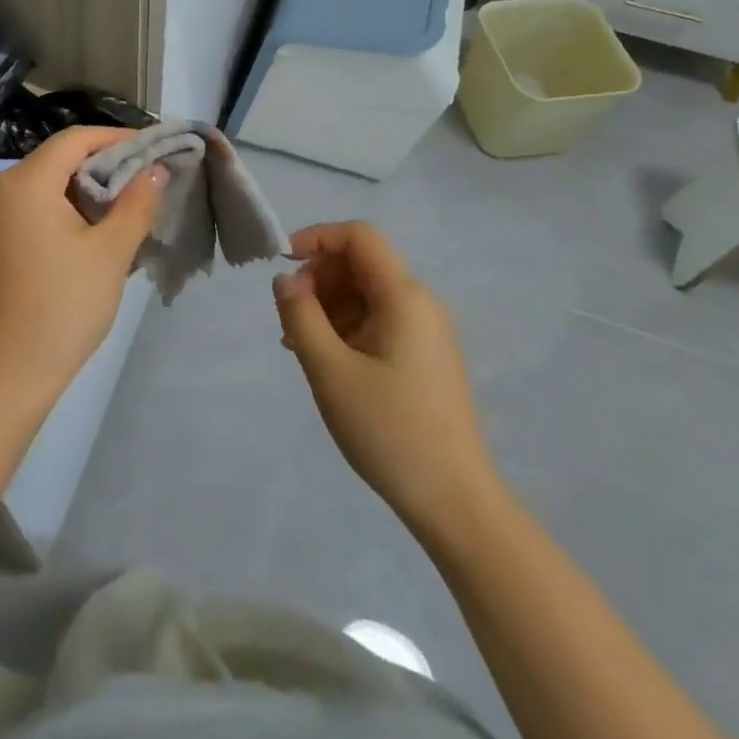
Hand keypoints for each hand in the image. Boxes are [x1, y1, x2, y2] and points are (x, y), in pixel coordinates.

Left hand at [0, 127, 165, 409]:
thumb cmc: (64, 305)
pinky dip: (65, 208)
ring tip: (127, 203)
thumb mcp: (111, 251)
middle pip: (59, 159)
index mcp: (26, 181)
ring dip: (86, 188)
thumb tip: (156, 168)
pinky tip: (93, 229)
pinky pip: (33, 207)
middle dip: (104, 163)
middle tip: (146, 177)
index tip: (153, 147)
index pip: (76, 139)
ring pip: (46, 184)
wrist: (8, 373)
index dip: (117, 137)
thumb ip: (137, 201)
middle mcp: (1, 189)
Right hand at [274, 220, 496, 520]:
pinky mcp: (423, 356)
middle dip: (318, 278)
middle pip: (360, 263)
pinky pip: (377, 321)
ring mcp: (424, 331)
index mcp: (403, 296)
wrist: (455, 502)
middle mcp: (419, 303)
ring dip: (327, 306)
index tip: (283, 264)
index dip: (317, 237)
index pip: (359, 236)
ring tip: (298, 345)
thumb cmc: (389, 430)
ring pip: (365, 294)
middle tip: (290, 318)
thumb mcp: (330, 370)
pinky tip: (323, 359)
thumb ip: (300, 315)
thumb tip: (285, 278)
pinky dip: (345, 327)